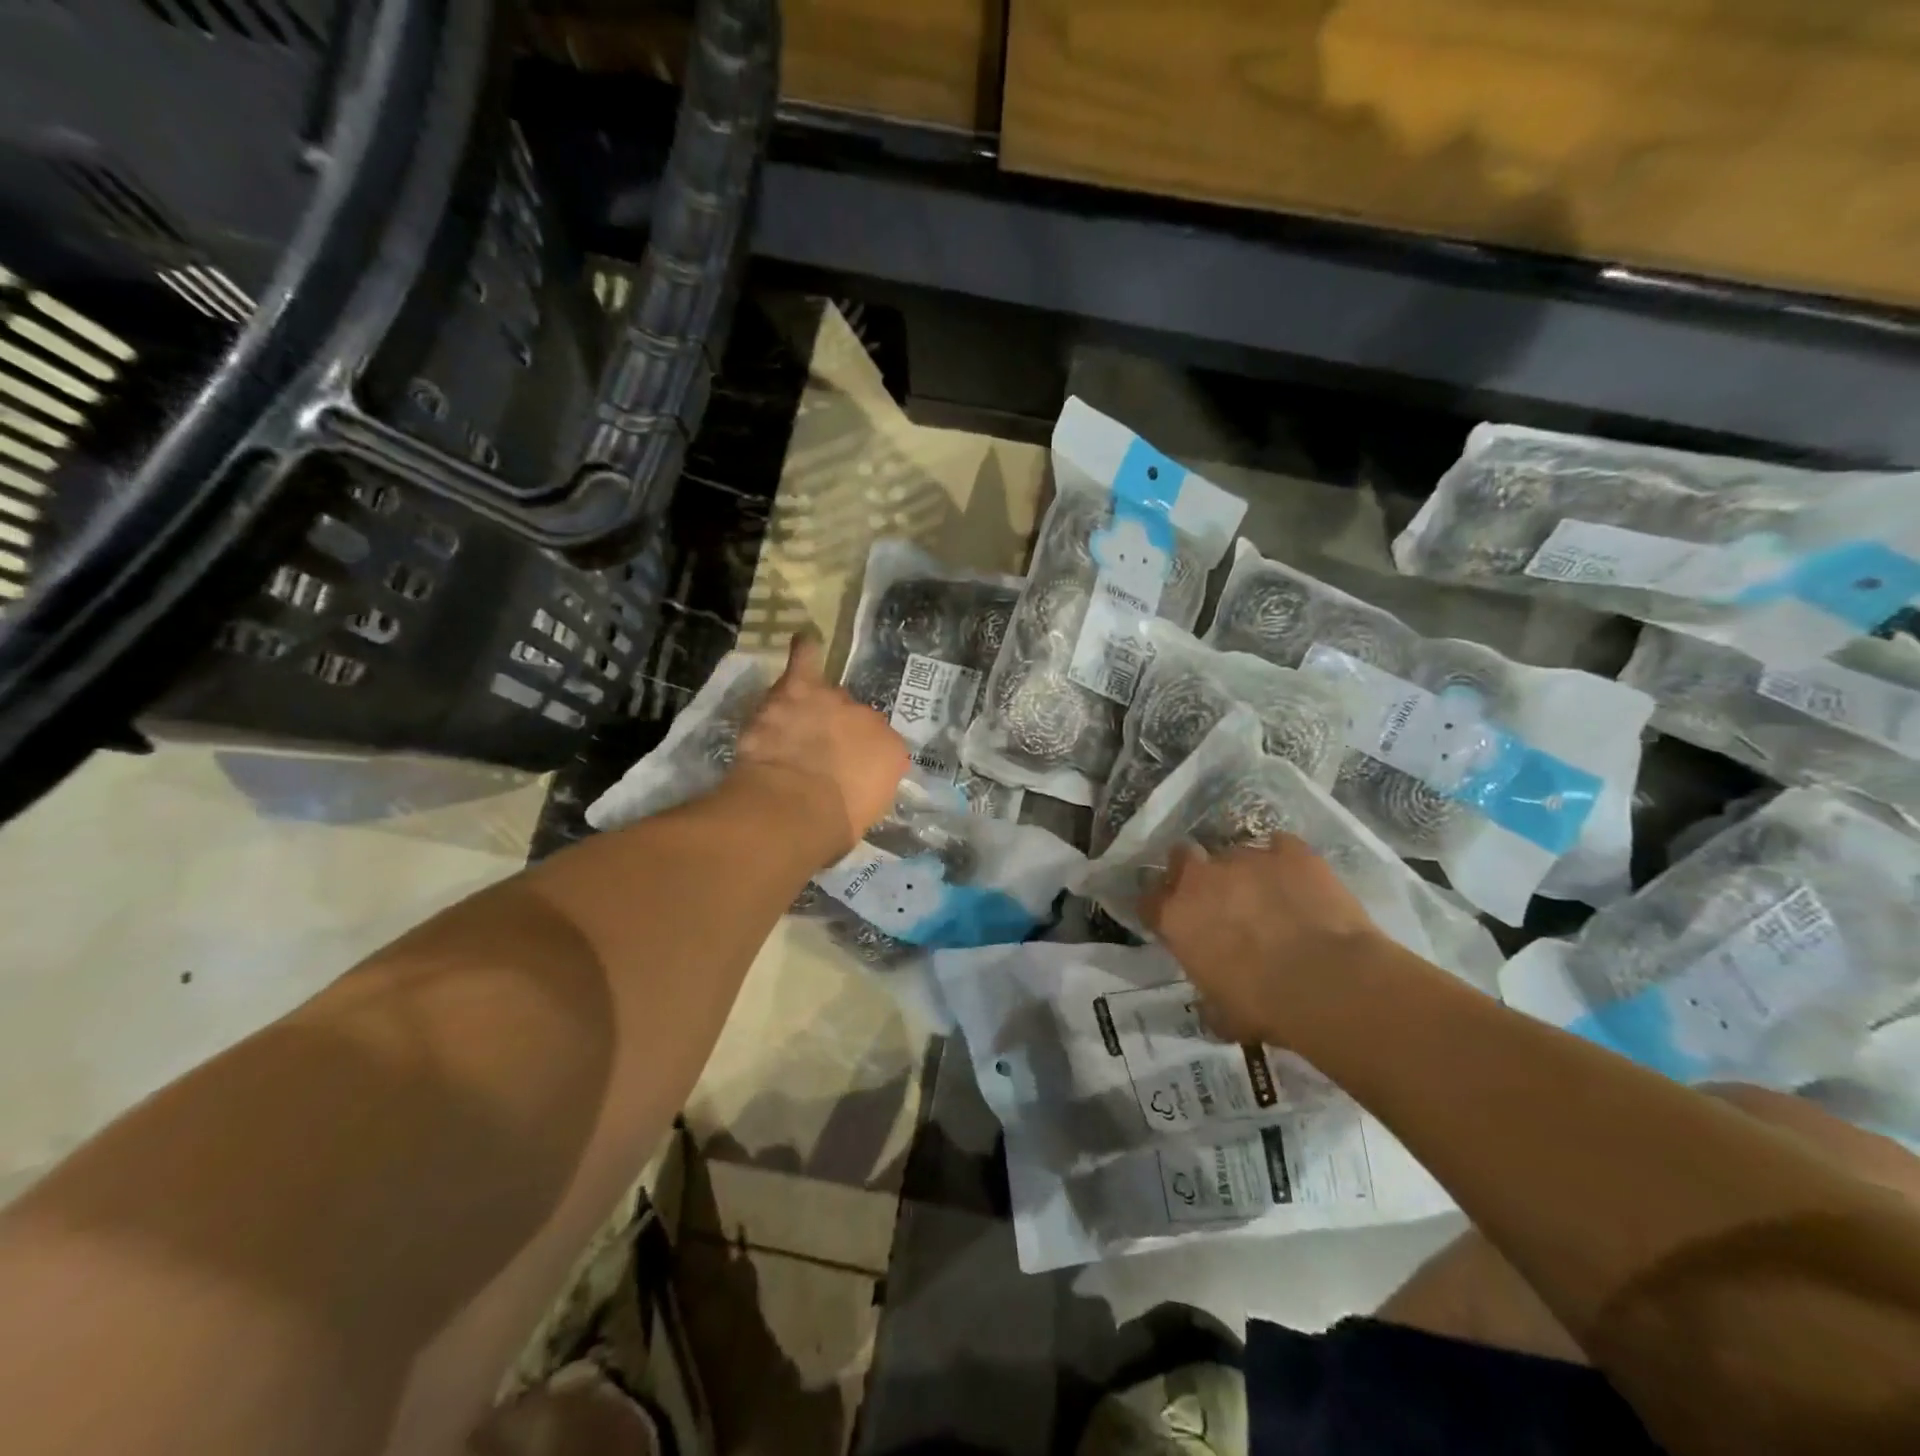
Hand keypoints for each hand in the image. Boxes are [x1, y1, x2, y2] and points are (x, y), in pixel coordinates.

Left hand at [729, 632, 908, 860]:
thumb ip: (861, 790)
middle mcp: (870, 720)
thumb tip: (850, 787)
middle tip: (812, 758)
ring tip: (796, 725)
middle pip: (850, 718)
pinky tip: (804, 641)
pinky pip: (805, 661)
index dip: (853, 759)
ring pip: (825, 697)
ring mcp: (835, 701)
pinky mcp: (799, 690)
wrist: (794, 807)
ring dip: (812, 709)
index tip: (838, 775)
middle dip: (834, 734)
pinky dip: (804, 652)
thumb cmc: (830, 827)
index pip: (875, 747)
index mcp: (891, 754)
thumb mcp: (861, 816)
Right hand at [1138, 836, 1395, 1044]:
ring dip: (1244, 872)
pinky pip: (1281, 846)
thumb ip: (1208, 996)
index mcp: (1175, 917)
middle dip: (1193, 870)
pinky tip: (1300, 882)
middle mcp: (1201, 878)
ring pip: (1235, 853)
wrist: (1329, 982)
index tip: (1174, 921)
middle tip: (1215, 895)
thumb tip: (1211, 1004)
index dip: (1160, 909)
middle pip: (1182, 856)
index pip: (1148, 901)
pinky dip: (1286, 862)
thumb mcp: (1222, 1014)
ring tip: (1269, 895)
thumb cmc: (1265, 1007)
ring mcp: (1245, 857)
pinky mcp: (1290, 851)